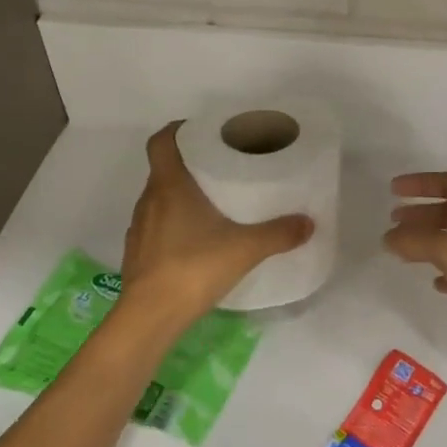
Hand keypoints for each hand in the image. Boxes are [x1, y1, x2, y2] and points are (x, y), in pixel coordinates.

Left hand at [120, 122, 313, 325]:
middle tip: (217, 168)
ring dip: (179, 197)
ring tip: (210, 205)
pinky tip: (194, 241)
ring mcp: (138, 228)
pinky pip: (154, 227)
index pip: (161, 141)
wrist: (150, 316)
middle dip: (187, 165)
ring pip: (158, 199)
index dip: (176, 130)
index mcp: (169, 186)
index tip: (198, 131)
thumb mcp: (245, 249)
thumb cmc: (194, 267)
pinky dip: (171, 225)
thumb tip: (309, 223)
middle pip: (163, 169)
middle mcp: (149, 200)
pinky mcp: (136, 254)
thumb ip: (278, 234)